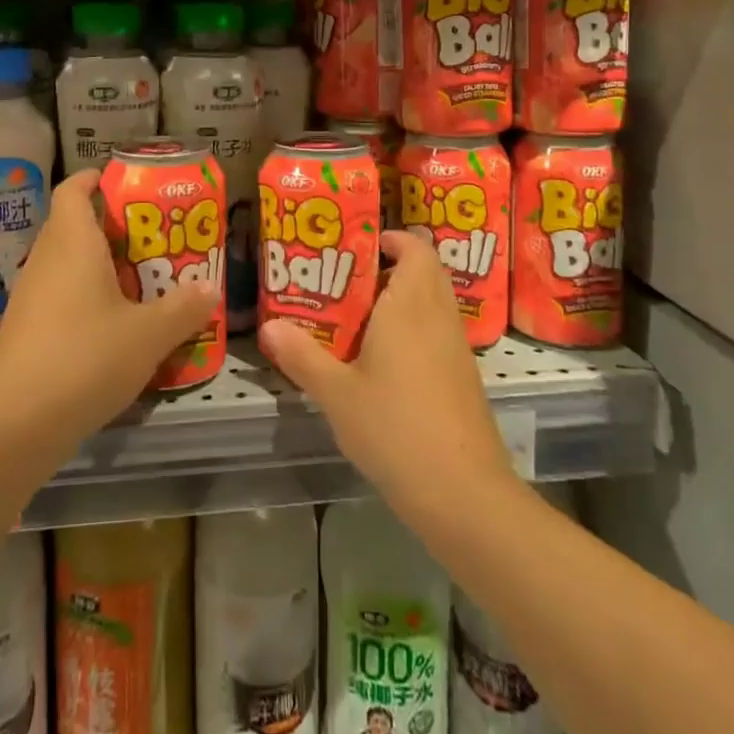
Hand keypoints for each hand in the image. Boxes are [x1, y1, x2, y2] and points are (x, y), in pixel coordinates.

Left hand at [0, 169, 219, 470]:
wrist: (15, 425)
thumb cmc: (85, 358)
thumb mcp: (149, 334)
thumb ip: (184, 308)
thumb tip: (209, 288)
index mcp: (72, 241)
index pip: (73, 189)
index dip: (94, 179)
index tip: (124, 183)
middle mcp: (46, 259)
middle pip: (73, 225)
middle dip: (112, 227)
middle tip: (153, 239)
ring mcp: (30, 296)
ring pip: (67, 264)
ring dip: (100, 266)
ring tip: (142, 282)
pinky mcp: (25, 331)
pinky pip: (59, 296)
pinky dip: (85, 299)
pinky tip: (114, 327)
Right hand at [260, 229, 512, 515]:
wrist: (464, 495)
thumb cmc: (395, 429)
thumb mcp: (337, 394)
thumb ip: (302, 356)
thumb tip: (268, 326)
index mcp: (410, 305)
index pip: (416, 248)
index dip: (392, 239)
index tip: (357, 247)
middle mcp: (439, 316)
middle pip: (425, 271)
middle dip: (391, 267)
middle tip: (348, 281)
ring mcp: (457, 348)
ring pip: (433, 303)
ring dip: (402, 300)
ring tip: (357, 319)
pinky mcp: (464, 378)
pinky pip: (438, 332)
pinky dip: (414, 330)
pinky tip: (383, 362)